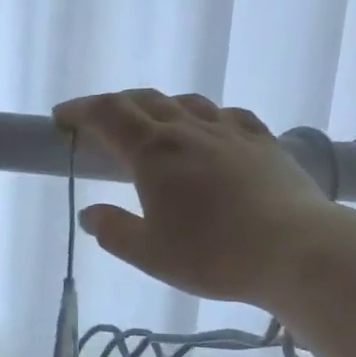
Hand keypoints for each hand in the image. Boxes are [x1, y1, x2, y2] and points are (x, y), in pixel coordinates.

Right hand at [54, 89, 337, 307]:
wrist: (295, 250)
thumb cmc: (213, 254)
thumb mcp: (149, 254)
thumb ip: (114, 231)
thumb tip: (90, 214)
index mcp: (154, 153)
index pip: (108, 115)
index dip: (80, 111)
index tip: (60, 118)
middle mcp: (189, 130)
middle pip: (144, 101)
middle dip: (113, 106)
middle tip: (97, 123)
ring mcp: (230, 132)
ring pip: (186, 103)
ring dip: (158, 106)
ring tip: (149, 124)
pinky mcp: (263, 143)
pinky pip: (226, 116)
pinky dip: (203, 116)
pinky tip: (208, 129)